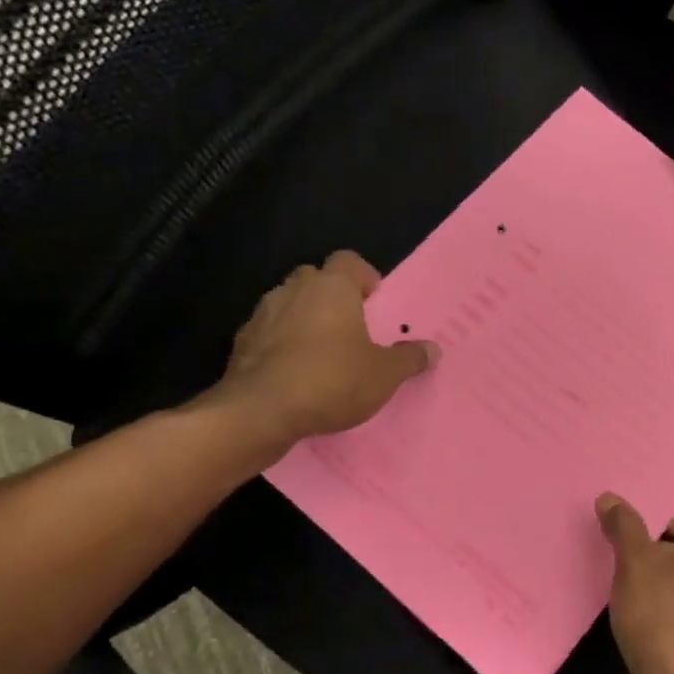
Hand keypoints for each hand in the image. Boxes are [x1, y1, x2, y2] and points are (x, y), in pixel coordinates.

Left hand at [205, 251, 434, 455]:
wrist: (259, 413)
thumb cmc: (332, 380)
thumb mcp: (385, 375)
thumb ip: (409, 358)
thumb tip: (432, 349)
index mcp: (332, 288)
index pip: (348, 260)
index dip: (363, 276)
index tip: (374, 300)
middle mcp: (294, 291)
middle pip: (315, 278)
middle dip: (331, 295)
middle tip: (351, 324)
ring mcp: (262, 315)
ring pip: (288, 304)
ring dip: (304, 318)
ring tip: (323, 350)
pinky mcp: (241, 344)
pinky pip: (268, 333)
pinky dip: (281, 343)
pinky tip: (295, 372)